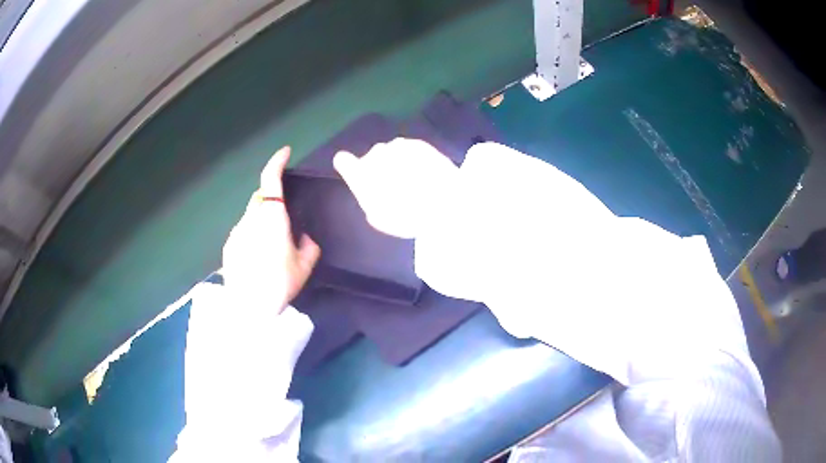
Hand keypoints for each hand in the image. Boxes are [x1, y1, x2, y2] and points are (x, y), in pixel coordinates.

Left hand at [222, 146, 320, 310]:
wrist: (249, 307)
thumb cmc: (279, 284)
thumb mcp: (303, 268)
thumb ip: (309, 247)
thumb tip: (306, 237)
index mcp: (272, 218)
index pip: (271, 180)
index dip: (277, 162)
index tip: (285, 152)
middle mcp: (252, 218)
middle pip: (261, 197)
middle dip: (272, 197)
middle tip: (285, 217)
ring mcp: (237, 230)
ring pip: (252, 215)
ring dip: (262, 219)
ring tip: (271, 245)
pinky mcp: (229, 244)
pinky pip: (244, 230)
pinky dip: (252, 234)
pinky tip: (258, 257)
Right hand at [333, 138, 458, 238]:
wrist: (447, 201)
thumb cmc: (408, 216)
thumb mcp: (382, 218)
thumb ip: (370, 202)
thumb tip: (373, 196)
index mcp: (361, 174)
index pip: (343, 161)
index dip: (347, 165)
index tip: (355, 171)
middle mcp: (376, 155)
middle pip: (372, 158)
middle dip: (380, 168)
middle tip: (395, 187)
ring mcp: (398, 146)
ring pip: (392, 152)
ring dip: (398, 162)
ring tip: (414, 181)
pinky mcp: (418, 144)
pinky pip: (410, 150)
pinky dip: (414, 159)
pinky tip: (426, 174)